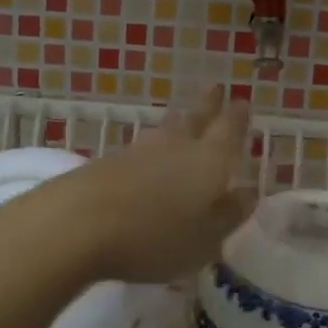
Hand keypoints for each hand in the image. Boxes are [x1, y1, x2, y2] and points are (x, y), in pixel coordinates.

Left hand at [0, 87, 255, 285]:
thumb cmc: (156, 236)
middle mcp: (176, 147)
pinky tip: (148, 155)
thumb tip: (248, 191)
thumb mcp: (206, 238)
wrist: (79, 223)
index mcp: (209, 161)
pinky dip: (151, 148)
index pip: (228, 130)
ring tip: (184, 117)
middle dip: (208, 105)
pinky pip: (140, 149)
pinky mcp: (107, 163)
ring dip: (178, 122)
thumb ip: (230, 214)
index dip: (237, 117)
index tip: (242, 102)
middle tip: (215, 88)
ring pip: (165, 130)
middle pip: (195, 119)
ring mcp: (138, 152)